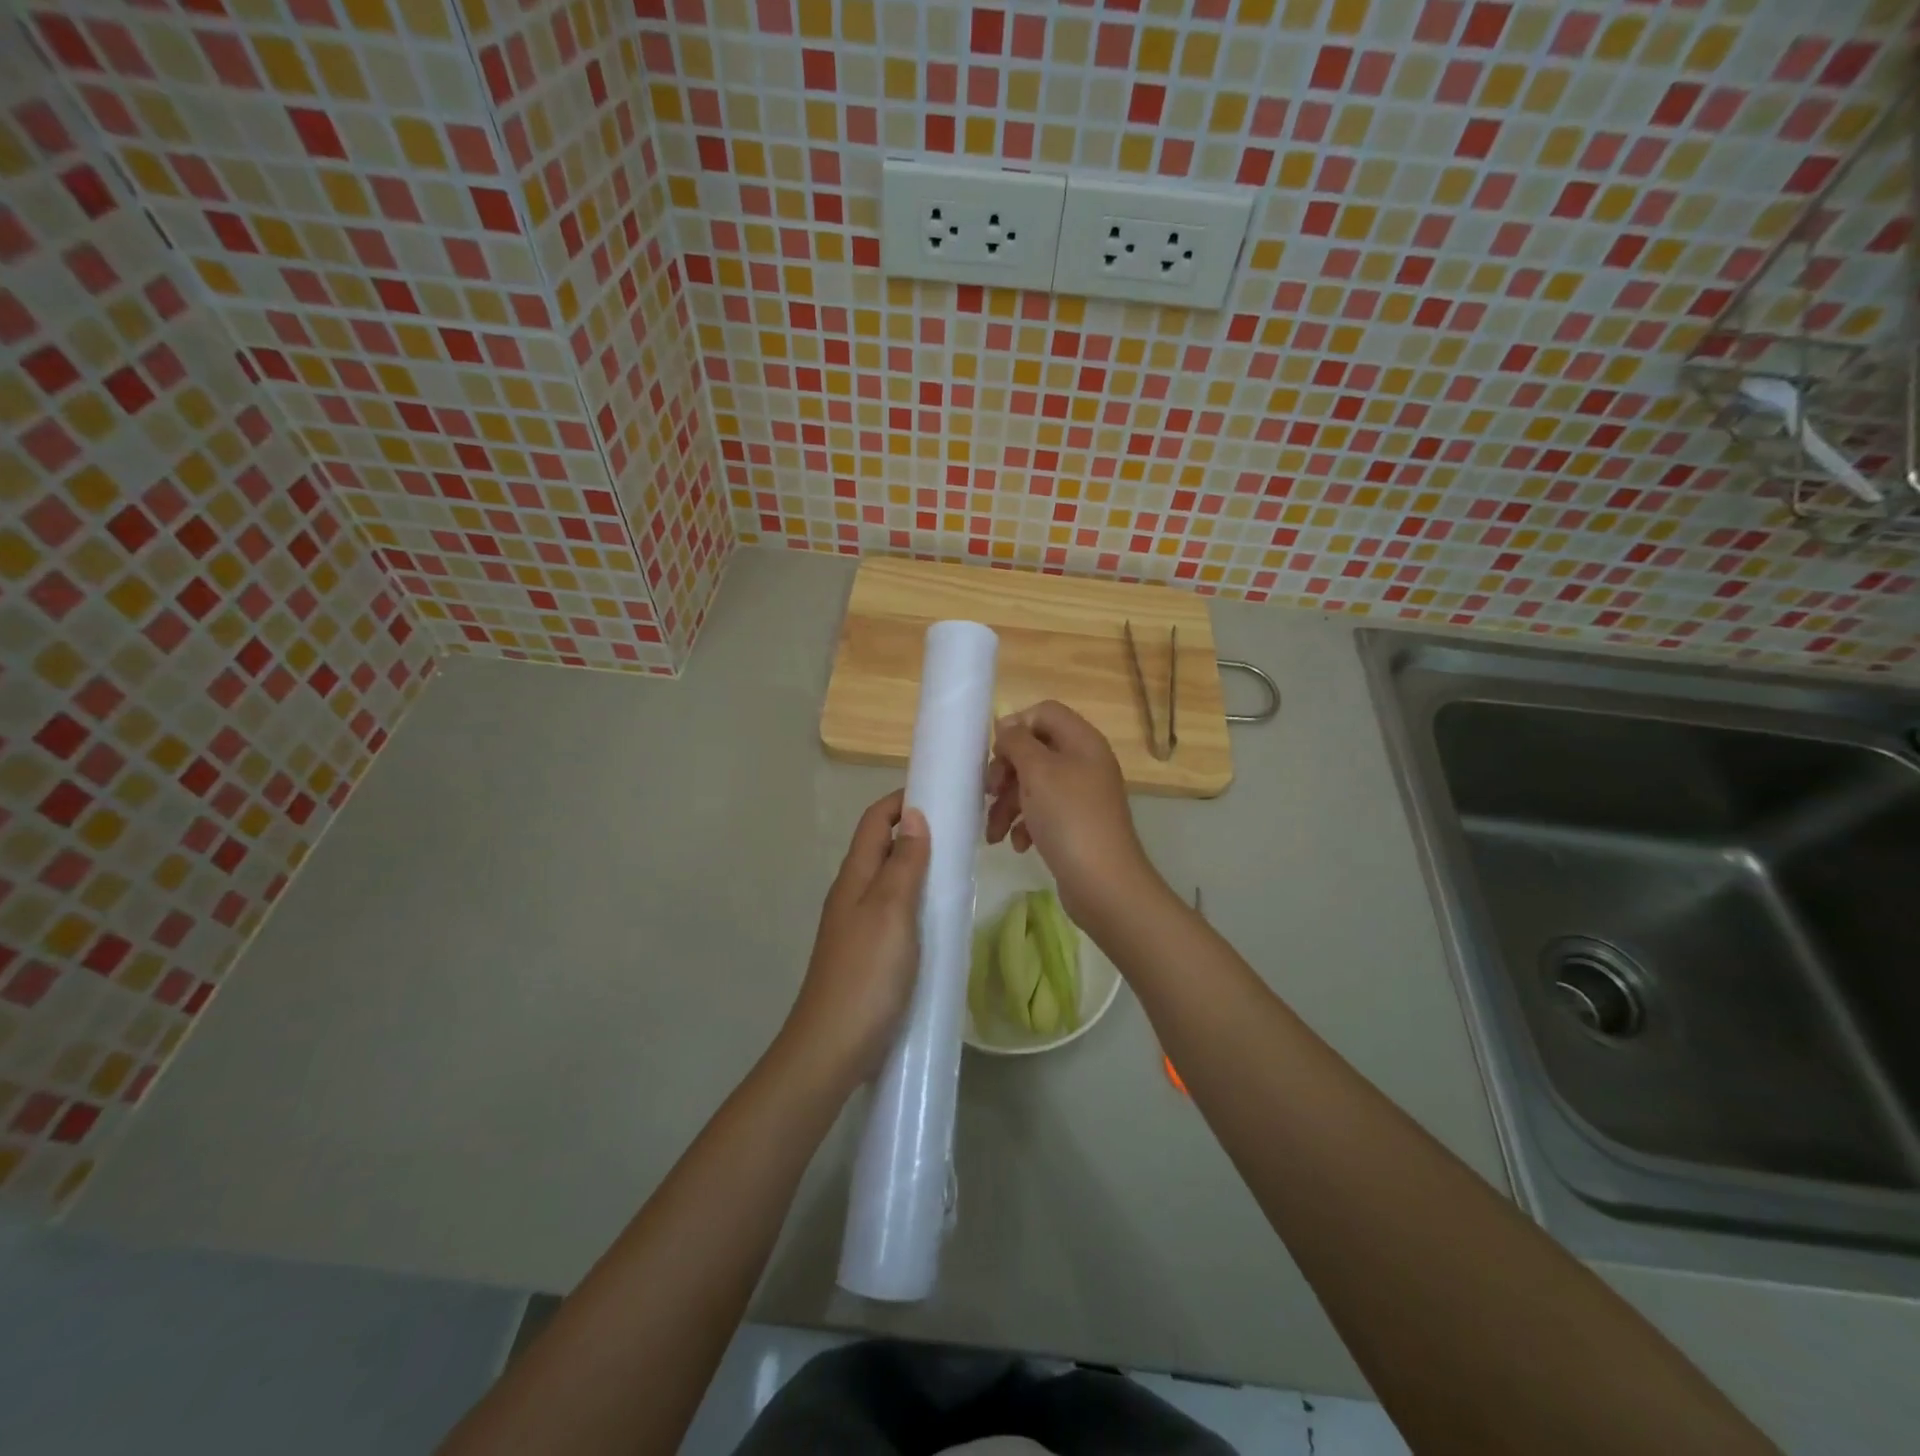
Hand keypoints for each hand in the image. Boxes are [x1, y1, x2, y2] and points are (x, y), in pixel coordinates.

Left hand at [783, 790, 930, 1090]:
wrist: (833, 1047)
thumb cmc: (867, 973)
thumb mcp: (891, 910)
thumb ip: (904, 863)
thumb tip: (913, 815)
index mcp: (854, 877)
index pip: (874, 820)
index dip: (902, 800)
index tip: (941, 794)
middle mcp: (852, 894)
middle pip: (881, 846)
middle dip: (916, 830)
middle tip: (961, 832)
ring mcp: (857, 925)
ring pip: (889, 879)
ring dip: (918, 865)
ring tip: (957, 868)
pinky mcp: (868, 952)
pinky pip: (894, 910)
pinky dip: (917, 899)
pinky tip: (939, 915)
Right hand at [985, 701, 1162, 929]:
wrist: (1103, 882)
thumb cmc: (1069, 818)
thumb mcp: (1038, 772)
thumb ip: (1018, 742)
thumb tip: (1007, 726)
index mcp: (1082, 741)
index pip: (1044, 713)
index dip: (1016, 726)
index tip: (996, 753)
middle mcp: (1085, 762)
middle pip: (1035, 750)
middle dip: (1006, 772)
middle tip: (990, 792)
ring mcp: (1082, 795)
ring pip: (1034, 784)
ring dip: (1008, 804)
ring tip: (993, 832)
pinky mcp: (1075, 824)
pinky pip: (1043, 812)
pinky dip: (1025, 824)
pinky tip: (1017, 844)